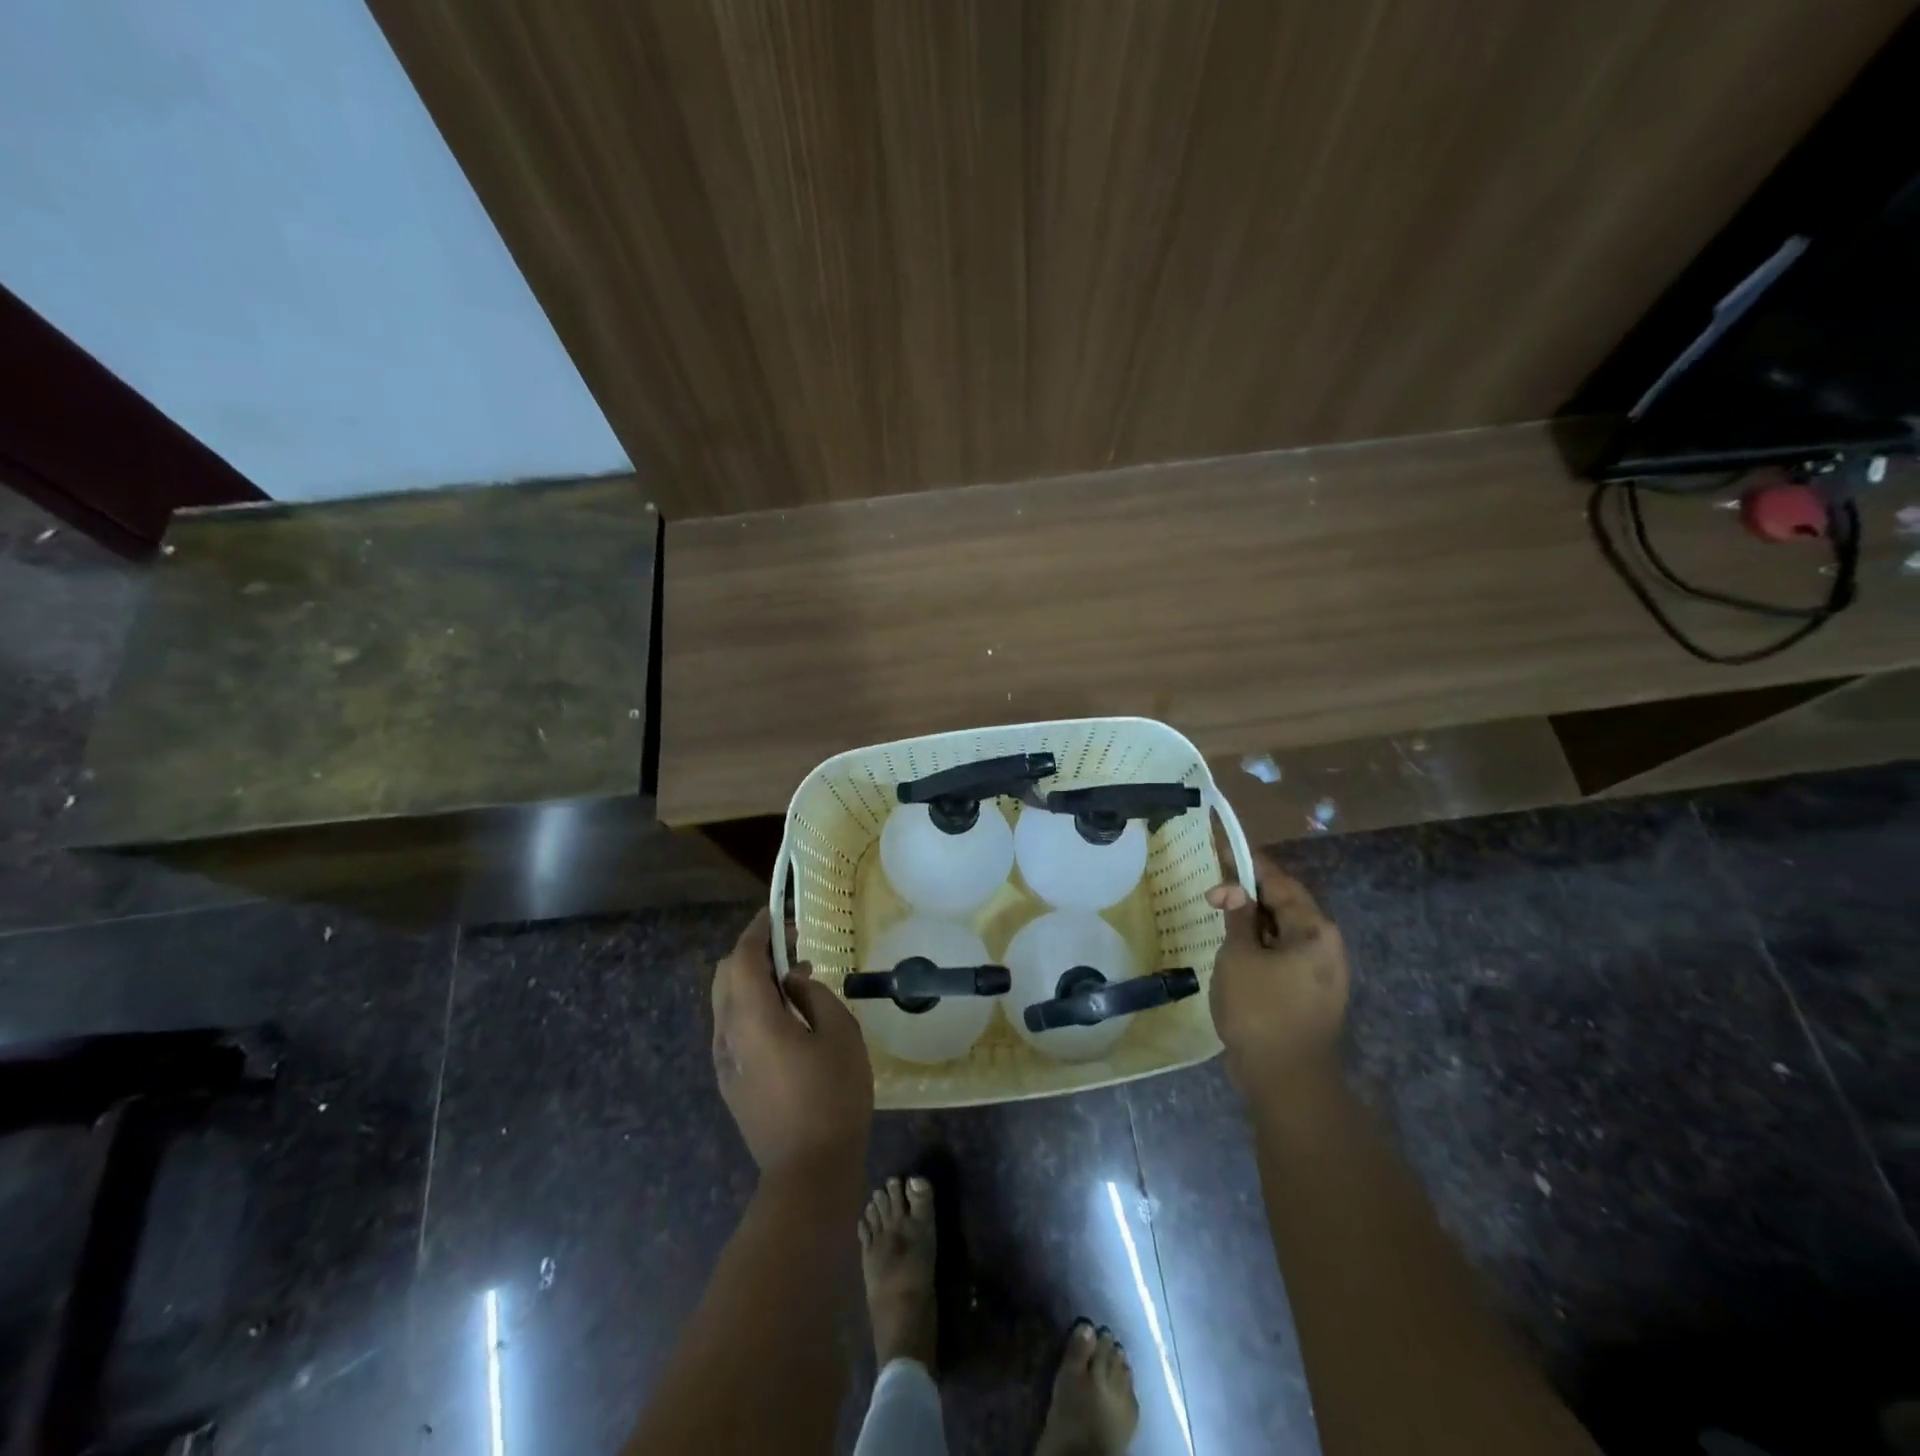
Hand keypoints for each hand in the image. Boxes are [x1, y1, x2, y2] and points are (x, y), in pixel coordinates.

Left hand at [711, 908, 873, 1176]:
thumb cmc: (833, 1095)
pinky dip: (751, 1006)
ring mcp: (724, 1061)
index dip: (758, 930)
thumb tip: (792, 980)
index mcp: (752, 1019)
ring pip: (726, 1002)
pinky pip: (733, 1026)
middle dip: (753, 952)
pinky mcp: (730, 1081)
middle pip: (725, 975)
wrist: (809, 1171)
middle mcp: (728, 1034)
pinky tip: (785, 1018)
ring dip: (752, 980)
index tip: (779, 914)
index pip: (742, 958)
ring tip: (793, 982)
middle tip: (791, 947)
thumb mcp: (840, 1033)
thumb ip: (813, 994)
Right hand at [1205, 849, 1349, 1088]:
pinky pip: (1283, 954)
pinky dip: (1260, 943)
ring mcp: (1321, 972)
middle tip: (1214, 889)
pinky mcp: (1310, 993)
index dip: (1249, 864)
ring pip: (1283, 931)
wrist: (1286, 1079)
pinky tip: (1235, 946)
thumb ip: (1238, 919)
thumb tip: (1235, 892)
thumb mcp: (1239, 956)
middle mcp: (1325, 945)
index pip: (1278, 882)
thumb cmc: (1260, 1010)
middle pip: (1284, 905)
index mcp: (1314, 930)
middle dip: (1248, 893)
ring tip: (1220, 914)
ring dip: (1252, 920)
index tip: (1224, 848)